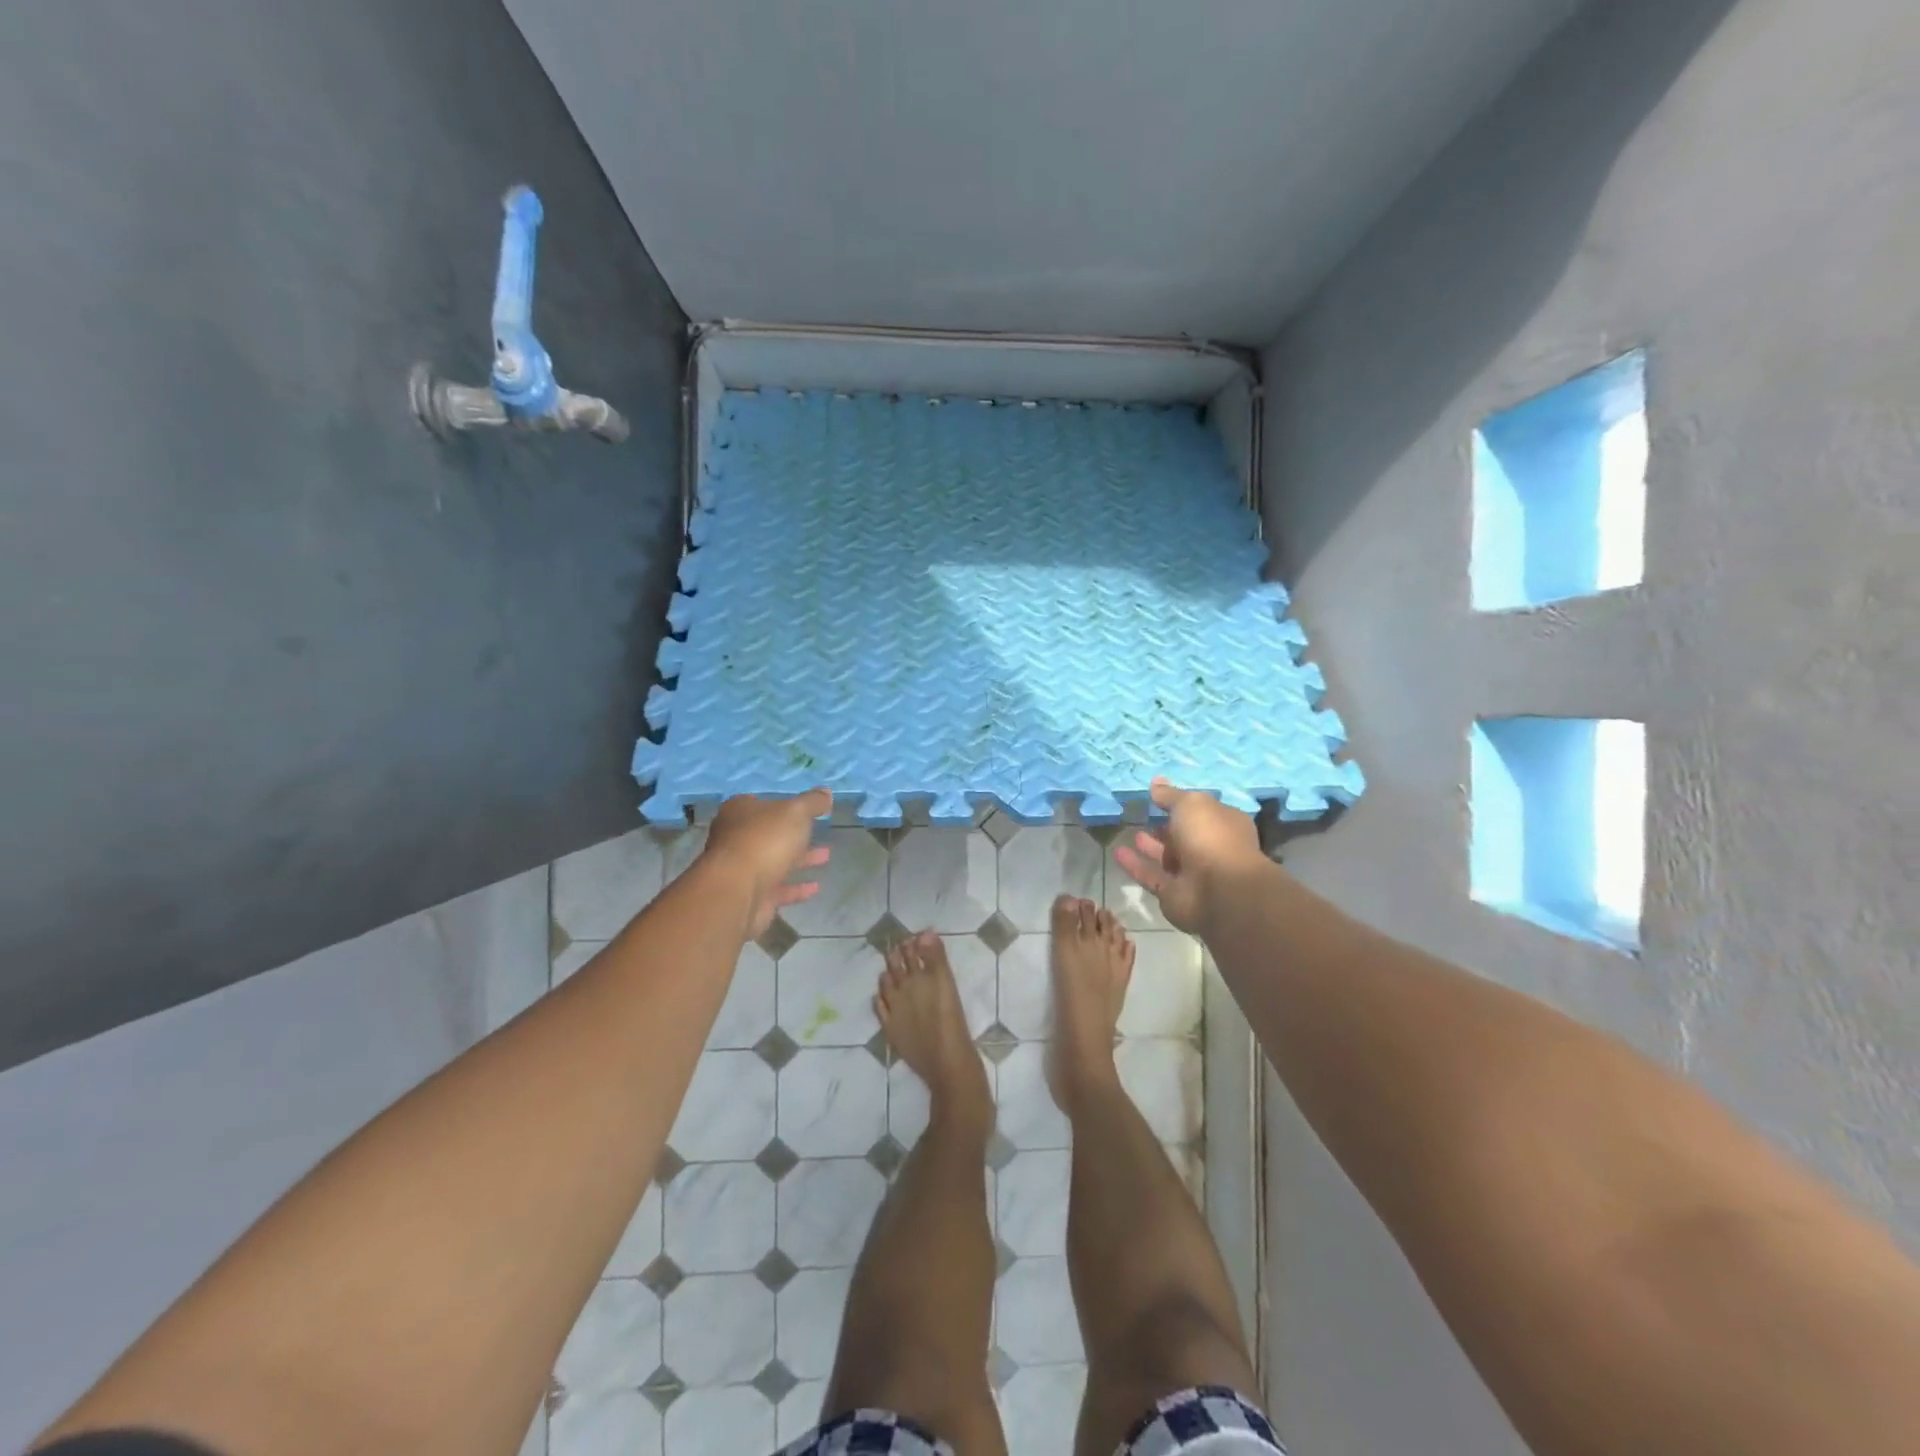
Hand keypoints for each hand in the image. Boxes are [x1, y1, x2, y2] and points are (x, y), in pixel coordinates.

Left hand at [702, 789, 832, 937]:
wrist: (738, 891)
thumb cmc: (765, 840)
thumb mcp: (796, 812)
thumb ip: (812, 802)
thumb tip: (826, 792)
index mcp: (739, 812)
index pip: (759, 803)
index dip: (780, 804)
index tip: (801, 808)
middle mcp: (735, 838)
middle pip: (768, 833)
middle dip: (794, 834)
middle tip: (818, 832)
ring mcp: (741, 869)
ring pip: (774, 861)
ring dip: (799, 860)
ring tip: (826, 856)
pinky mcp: (750, 896)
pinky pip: (777, 889)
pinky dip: (796, 888)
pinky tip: (816, 887)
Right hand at [1113, 778, 1264, 932]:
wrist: (1219, 891)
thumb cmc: (1210, 836)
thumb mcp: (1190, 804)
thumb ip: (1170, 795)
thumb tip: (1156, 783)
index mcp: (1224, 824)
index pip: (1202, 810)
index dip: (1182, 803)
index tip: (1158, 796)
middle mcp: (1211, 848)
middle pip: (1184, 835)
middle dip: (1166, 826)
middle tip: (1143, 814)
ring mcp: (1194, 874)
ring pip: (1168, 857)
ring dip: (1151, 845)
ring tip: (1131, 831)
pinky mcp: (1174, 894)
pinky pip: (1151, 876)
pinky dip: (1135, 865)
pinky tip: (1117, 852)